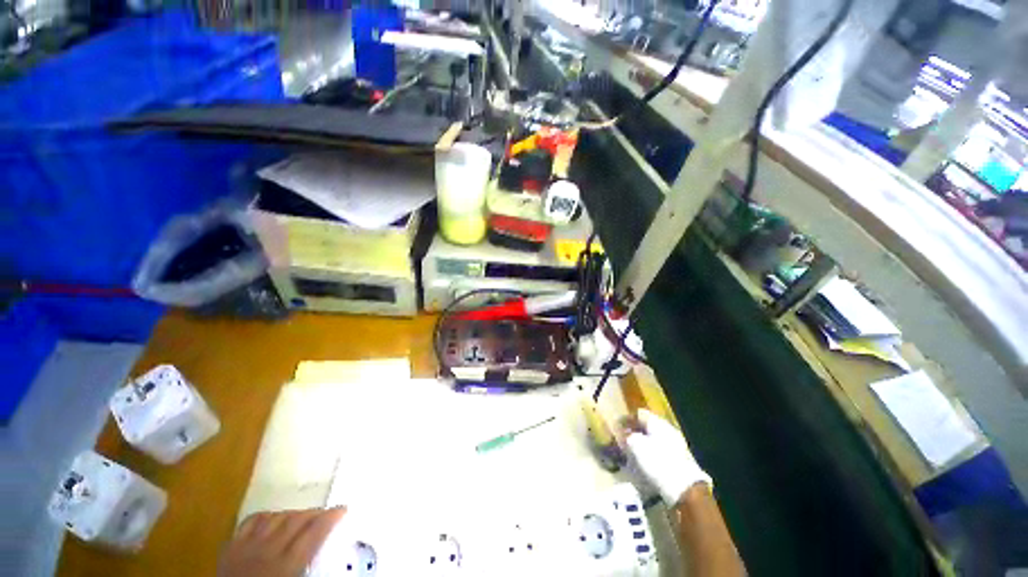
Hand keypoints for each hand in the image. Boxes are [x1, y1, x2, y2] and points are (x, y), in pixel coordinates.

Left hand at [220, 507, 345, 576]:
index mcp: (287, 564)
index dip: (331, 516)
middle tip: (325, 512)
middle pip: (296, 519)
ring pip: (275, 516)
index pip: (314, 532)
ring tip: (301, 516)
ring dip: (291, 513)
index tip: (343, 509)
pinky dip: (265, 516)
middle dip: (314, 512)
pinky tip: (272, 519)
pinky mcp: (230, 547)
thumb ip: (311, 569)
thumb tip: (339, 563)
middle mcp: (268, 549)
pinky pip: (250, 522)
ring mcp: (247, 546)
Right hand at [625, 409, 710, 504]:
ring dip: (642, 442)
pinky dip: (650, 452)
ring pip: (653, 438)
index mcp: (658, 422)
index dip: (626, 419)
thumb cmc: (658, 462)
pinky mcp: (678, 458)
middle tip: (623, 440)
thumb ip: (627, 436)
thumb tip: (622, 432)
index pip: (639, 414)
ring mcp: (675, 444)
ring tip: (631, 452)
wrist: (685, 489)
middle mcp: (667, 429)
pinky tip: (644, 462)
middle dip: (634, 431)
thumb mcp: (636, 446)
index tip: (617, 428)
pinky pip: (659, 449)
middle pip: (646, 426)